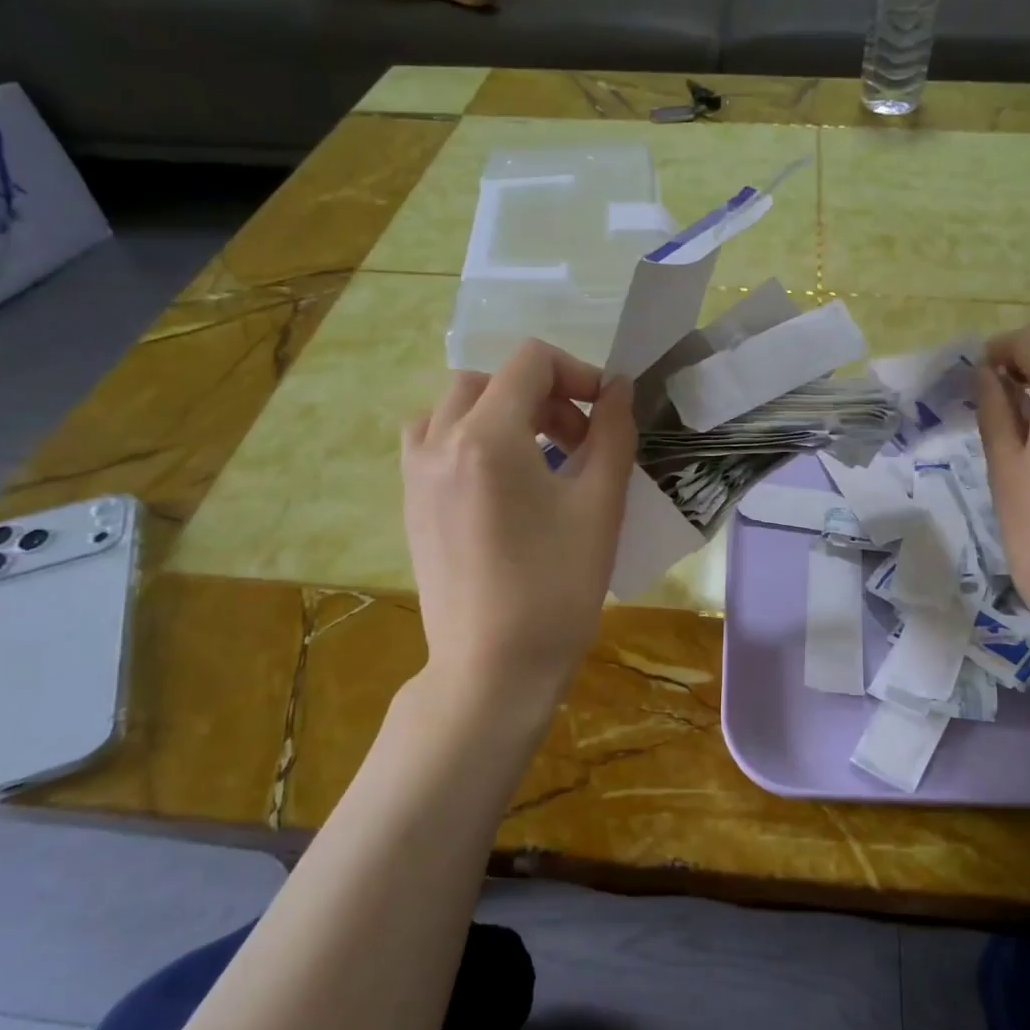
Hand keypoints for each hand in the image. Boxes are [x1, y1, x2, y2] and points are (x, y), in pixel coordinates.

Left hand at [401, 341, 636, 719]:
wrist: (494, 668)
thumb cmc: (557, 588)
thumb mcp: (600, 505)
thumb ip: (613, 433)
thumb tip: (619, 388)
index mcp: (487, 436)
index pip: (530, 361)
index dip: (577, 373)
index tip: (605, 413)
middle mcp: (439, 441)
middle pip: (492, 379)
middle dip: (543, 396)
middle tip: (578, 442)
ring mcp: (416, 473)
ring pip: (454, 405)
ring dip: (500, 411)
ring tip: (535, 454)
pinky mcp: (410, 502)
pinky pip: (433, 440)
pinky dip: (468, 437)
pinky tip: (499, 481)